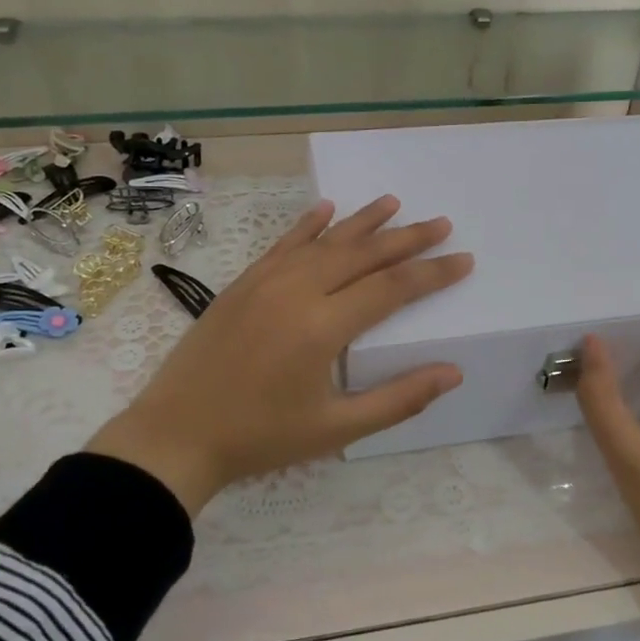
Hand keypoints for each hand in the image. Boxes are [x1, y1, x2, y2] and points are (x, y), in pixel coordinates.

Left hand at [86, 196, 473, 514]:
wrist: (176, 435)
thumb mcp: (336, 429)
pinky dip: (308, 225)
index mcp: (323, 326)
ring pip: (325, 241)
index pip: (392, 287)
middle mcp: (297, 291)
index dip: (432, 273)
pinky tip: (326, 209)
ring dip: (363, 221)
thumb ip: (399, 399)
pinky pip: (283, 244)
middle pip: (363, 254)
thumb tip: (453, 372)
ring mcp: (265, 282)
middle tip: (441, 223)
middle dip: (407, 237)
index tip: (463, 259)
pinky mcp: (243, 284)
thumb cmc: (261, 437)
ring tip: (394, 202)